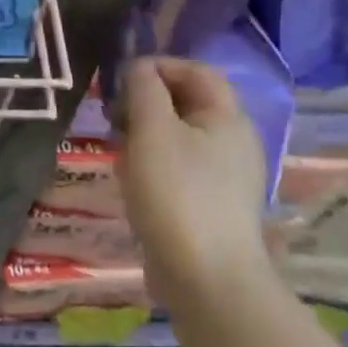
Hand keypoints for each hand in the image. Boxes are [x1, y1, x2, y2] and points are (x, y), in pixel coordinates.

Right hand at [115, 58, 273, 296]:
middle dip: (146, 102)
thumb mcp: (152, 130)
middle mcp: (234, 141)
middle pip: (186, 102)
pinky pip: (179, 167)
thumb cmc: (177, 194)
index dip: (157, 66)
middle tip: (113, 116)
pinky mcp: (212, 205)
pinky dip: (153, 164)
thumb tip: (138, 68)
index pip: (195, 70)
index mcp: (228, 117)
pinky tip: (132, 183)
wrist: (207, 280)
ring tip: (118, 151)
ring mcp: (225, 177)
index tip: (120, 80)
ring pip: (179, 136)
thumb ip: (144, 89)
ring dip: (145, 134)